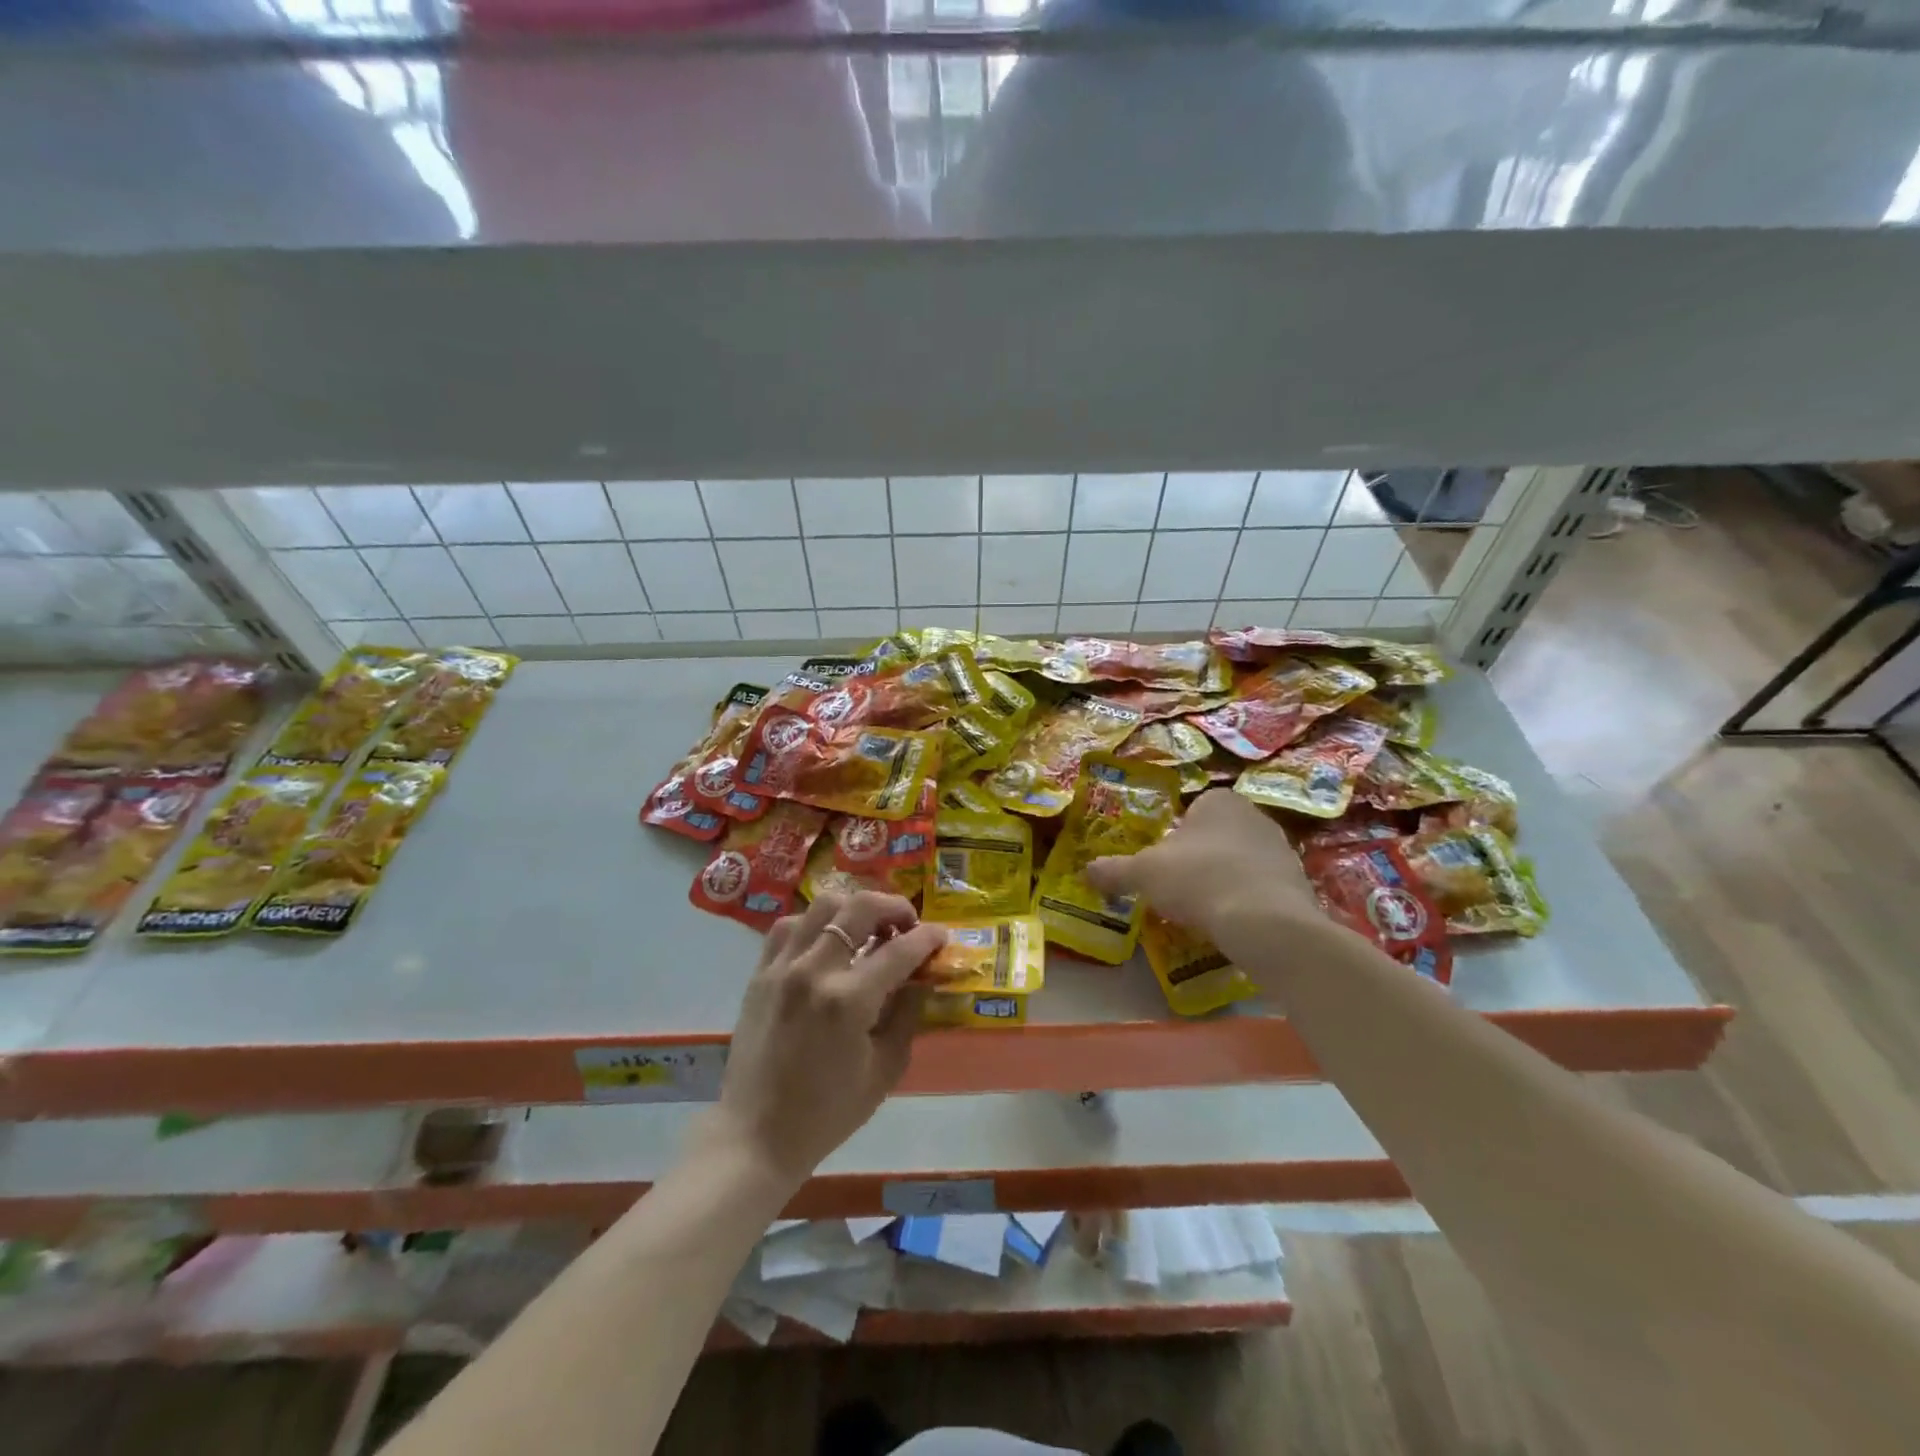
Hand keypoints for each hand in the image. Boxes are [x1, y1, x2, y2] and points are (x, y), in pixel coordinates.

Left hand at [705, 891, 946, 1188]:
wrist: (756, 1136)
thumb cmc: (828, 1112)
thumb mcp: (884, 1070)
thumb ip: (907, 1015)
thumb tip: (922, 978)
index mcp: (849, 1001)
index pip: (900, 949)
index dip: (928, 937)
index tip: (941, 936)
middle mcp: (814, 971)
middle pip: (859, 907)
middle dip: (893, 906)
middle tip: (907, 923)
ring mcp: (782, 967)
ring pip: (822, 904)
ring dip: (853, 908)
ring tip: (868, 927)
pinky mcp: (760, 973)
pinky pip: (789, 925)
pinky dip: (814, 922)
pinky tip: (827, 940)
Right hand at [1085, 788, 1316, 941]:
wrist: (1265, 922)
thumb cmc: (1198, 880)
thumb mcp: (1143, 874)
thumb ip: (1114, 870)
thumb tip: (1086, 871)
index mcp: (1218, 801)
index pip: (1192, 810)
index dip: (1175, 836)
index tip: (1163, 863)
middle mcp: (1255, 815)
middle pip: (1217, 835)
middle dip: (1200, 858)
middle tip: (1179, 887)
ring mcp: (1282, 849)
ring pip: (1241, 862)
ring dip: (1224, 880)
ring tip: (1205, 911)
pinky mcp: (1300, 883)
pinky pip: (1263, 888)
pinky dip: (1247, 902)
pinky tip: (1233, 925)